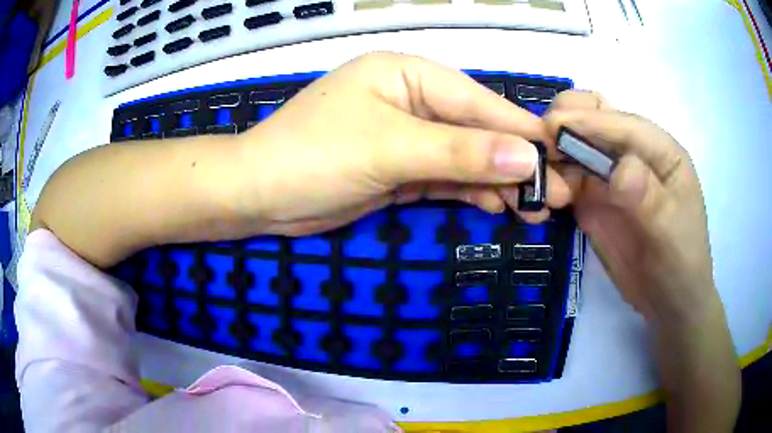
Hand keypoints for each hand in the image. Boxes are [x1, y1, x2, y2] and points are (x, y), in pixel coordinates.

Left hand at [236, 52, 571, 235]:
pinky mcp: (400, 170)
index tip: (561, 160)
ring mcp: (407, 137)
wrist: (259, 195)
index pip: (478, 103)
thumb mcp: (389, 148)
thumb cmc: (313, 156)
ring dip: (500, 182)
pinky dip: (473, 192)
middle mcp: (412, 100)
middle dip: (516, 163)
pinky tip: (500, 206)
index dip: (522, 134)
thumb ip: (459, 152)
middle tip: (557, 194)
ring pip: (466, 158)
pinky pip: (447, 178)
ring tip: (536, 208)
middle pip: (477, 131)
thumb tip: (526, 158)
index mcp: (409, 75)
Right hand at [544, 91, 739, 431]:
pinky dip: (552, 181)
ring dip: (554, 157)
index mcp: (661, 151)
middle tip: (543, 157)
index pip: (620, 121)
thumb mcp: (671, 240)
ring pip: (575, 144)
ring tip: (541, 185)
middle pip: (594, 119)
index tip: (552, 136)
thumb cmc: (680, 272)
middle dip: (565, 127)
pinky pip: (569, 175)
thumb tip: (620, 168)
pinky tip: (543, 201)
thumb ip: (649, 199)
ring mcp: (614, 174)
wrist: (669, 307)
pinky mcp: (597, 197)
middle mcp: (636, 153)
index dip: (588, 122)